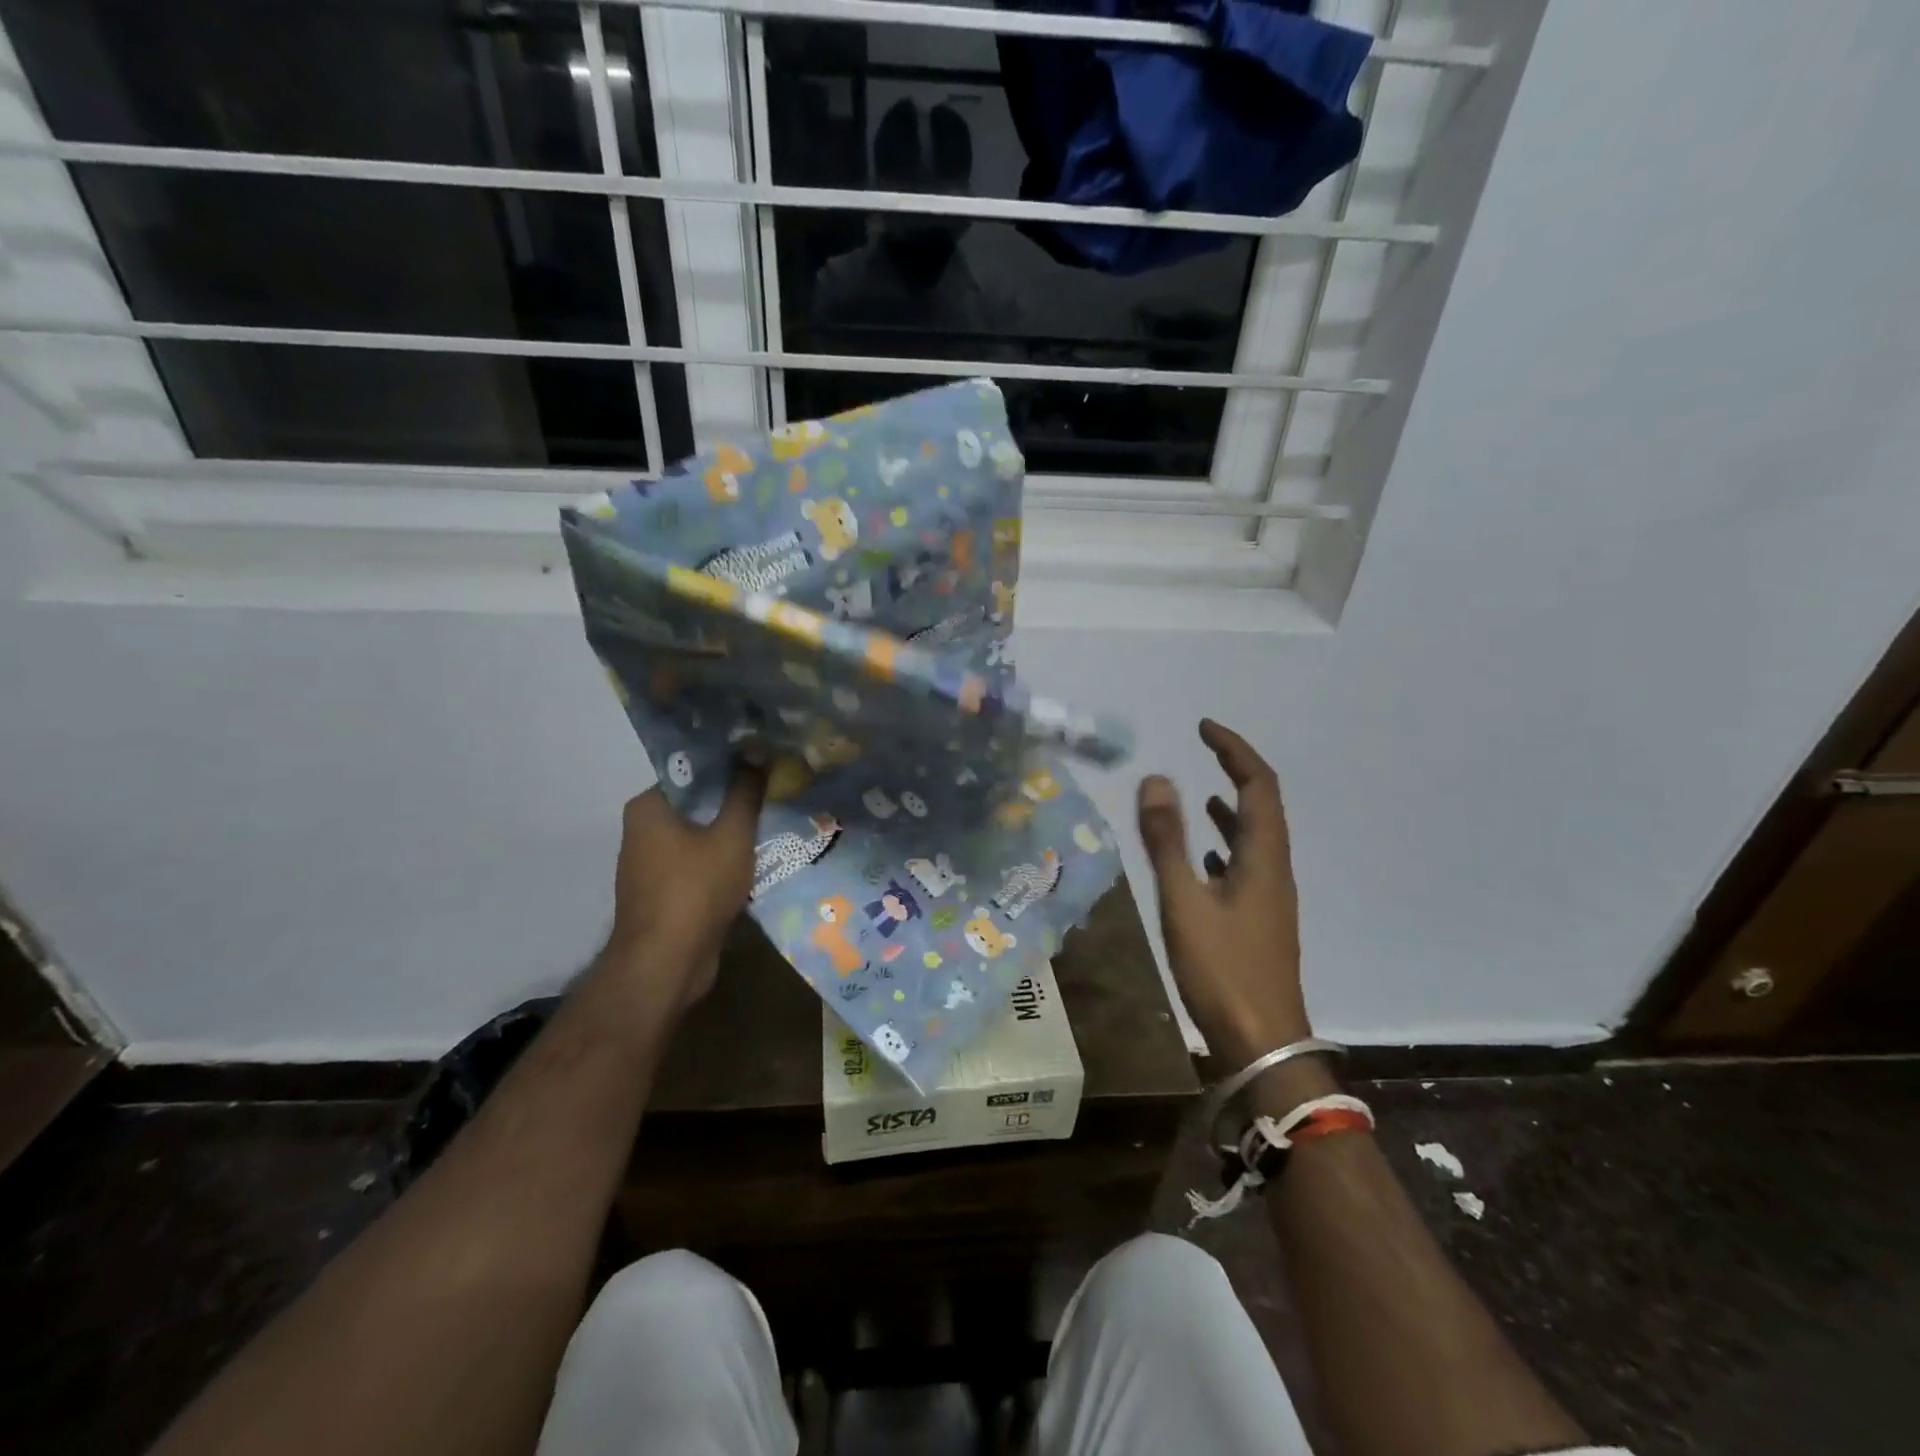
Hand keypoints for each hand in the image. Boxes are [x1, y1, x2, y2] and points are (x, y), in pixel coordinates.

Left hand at [603, 761, 766, 1010]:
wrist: (665, 965)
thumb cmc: (695, 890)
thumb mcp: (732, 835)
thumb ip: (745, 792)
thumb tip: (756, 748)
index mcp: (649, 807)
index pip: (693, 772)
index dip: (731, 767)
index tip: (765, 766)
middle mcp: (642, 830)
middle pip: (698, 805)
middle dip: (736, 802)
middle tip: (777, 794)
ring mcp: (650, 865)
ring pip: (701, 837)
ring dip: (732, 835)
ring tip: (774, 825)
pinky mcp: (663, 894)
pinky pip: (698, 865)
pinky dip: (723, 862)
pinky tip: (757, 863)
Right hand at [1136, 720, 1310, 1066]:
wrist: (1262, 1042)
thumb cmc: (1221, 970)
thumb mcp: (1184, 902)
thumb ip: (1166, 842)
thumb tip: (1157, 779)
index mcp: (1263, 857)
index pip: (1259, 784)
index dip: (1235, 750)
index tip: (1204, 727)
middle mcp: (1274, 869)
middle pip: (1264, 805)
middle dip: (1236, 770)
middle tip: (1204, 749)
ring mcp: (1270, 897)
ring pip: (1257, 837)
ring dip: (1234, 808)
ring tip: (1204, 794)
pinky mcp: (1260, 920)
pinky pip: (1248, 866)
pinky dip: (1228, 846)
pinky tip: (1206, 858)